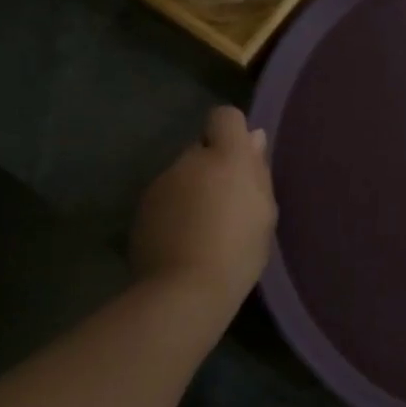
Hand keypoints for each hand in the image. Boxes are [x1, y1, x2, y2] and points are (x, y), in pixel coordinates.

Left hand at [130, 107, 276, 299]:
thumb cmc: (239, 249)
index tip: (242, 159)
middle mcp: (188, 161)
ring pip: (182, 175)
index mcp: (225, 157)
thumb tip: (253, 138)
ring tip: (204, 228)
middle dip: (213, 167)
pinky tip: (183, 240)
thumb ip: (258, 170)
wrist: (185, 290)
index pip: (225, 117)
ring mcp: (160, 184)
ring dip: (192, 190)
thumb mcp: (264, 211)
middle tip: (227, 203)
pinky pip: (165, 199)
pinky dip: (174, 211)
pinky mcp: (141, 209)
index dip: (233, 132)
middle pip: (202, 149)